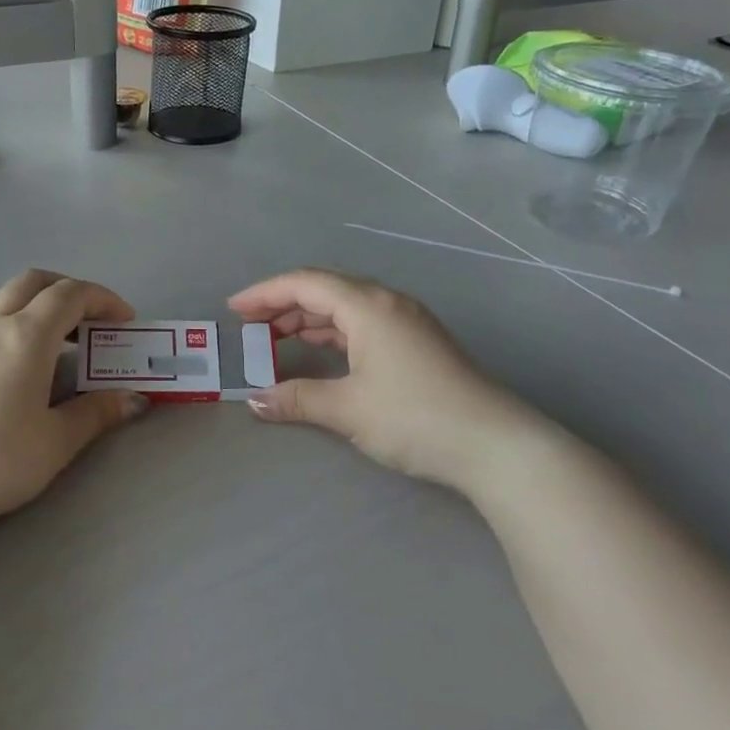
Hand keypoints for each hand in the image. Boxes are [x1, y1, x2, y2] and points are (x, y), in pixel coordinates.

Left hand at [0, 270, 146, 527]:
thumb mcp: (57, 440)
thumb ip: (97, 412)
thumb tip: (134, 399)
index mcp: (26, 336)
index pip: (71, 294)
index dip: (103, 299)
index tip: (125, 322)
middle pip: (35, 281)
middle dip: (70, 289)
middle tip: (94, 320)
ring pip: (9, 298)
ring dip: (41, 305)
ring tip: (64, 342)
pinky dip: (19, 322)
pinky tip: (25, 364)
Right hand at [229, 269, 557, 491]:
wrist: (496, 445)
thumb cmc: (415, 417)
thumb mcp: (348, 409)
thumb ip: (297, 399)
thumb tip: (254, 401)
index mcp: (368, 306)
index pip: (305, 284)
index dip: (264, 293)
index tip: (233, 310)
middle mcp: (387, 303)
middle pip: (325, 290)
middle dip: (283, 305)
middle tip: (250, 327)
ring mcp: (407, 322)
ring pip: (346, 307)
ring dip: (309, 319)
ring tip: (277, 340)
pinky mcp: (419, 343)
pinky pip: (363, 324)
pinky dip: (334, 333)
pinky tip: (321, 353)